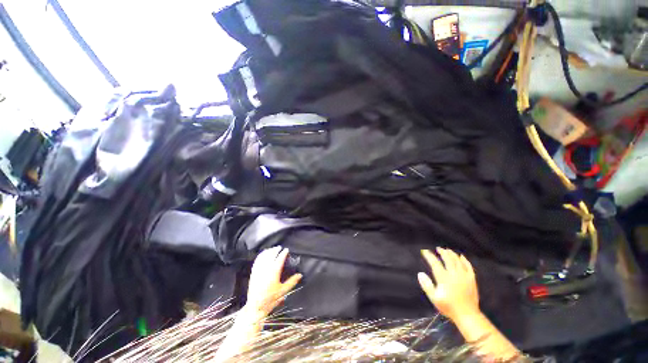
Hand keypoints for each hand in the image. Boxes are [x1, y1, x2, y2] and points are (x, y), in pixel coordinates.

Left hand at [245, 246, 301, 315]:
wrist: (255, 307)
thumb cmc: (271, 299)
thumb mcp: (283, 291)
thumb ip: (292, 281)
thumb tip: (300, 275)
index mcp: (274, 272)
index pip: (280, 258)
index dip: (283, 253)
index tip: (286, 250)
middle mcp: (266, 269)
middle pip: (271, 255)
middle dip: (275, 250)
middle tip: (280, 248)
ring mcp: (259, 270)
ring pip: (263, 256)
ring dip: (268, 251)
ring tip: (272, 249)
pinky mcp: (253, 273)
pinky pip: (257, 261)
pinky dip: (261, 255)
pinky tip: (263, 254)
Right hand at [418, 247, 479, 321]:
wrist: (467, 315)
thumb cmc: (449, 307)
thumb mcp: (434, 298)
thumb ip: (426, 285)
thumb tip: (420, 273)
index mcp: (444, 278)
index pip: (435, 263)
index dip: (429, 256)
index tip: (425, 251)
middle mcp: (454, 274)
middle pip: (448, 259)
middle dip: (442, 252)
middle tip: (438, 248)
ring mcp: (464, 276)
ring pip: (458, 261)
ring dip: (452, 254)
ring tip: (447, 250)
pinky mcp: (471, 280)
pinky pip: (469, 267)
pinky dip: (465, 260)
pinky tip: (462, 257)